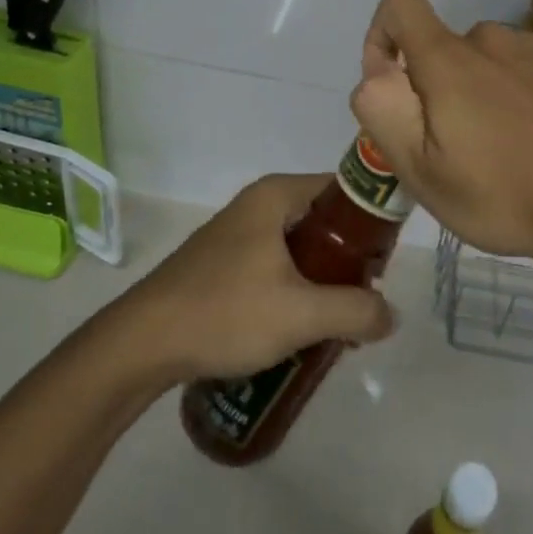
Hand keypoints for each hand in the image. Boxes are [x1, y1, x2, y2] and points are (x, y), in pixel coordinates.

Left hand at [124, 173, 396, 381]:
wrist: (142, 344)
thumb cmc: (224, 313)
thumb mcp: (301, 314)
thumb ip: (355, 311)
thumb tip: (391, 316)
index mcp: (278, 195)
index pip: (344, 189)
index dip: (373, 221)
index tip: (387, 261)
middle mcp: (259, 204)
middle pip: (324, 221)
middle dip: (350, 260)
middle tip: (367, 298)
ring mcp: (238, 233)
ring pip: (300, 247)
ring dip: (324, 280)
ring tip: (340, 321)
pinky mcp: (224, 263)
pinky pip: (277, 265)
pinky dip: (297, 289)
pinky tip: (300, 328)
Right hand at [349, 0, 532, 263]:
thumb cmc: (505, 194)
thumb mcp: (423, 172)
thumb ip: (383, 112)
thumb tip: (378, 72)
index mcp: (448, 59)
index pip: (400, 3)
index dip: (381, 36)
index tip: (394, 87)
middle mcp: (491, 38)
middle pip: (443, 49)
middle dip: (436, 88)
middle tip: (457, 150)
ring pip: (486, 61)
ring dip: (481, 92)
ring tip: (504, 150)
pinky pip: (527, 68)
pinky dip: (520, 93)